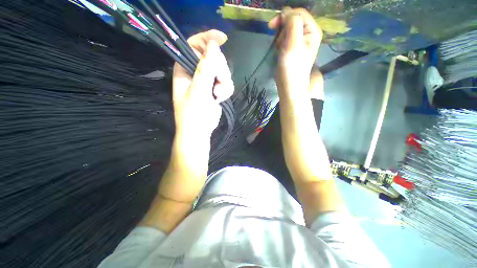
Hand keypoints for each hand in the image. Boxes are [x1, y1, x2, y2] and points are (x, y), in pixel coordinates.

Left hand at [172, 30, 233, 139]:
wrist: (200, 131)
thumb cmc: (193, 114)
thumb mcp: (198, 91)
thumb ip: (205, 69)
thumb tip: (213, 46)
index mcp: (185, 68)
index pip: (194, 45)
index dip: (207, 38)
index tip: (223, 39)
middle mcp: (196, 72)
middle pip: (213, 58)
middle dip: (219, 70)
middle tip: (217, 84)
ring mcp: (207, 81)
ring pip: (223, 71)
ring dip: (224, 83)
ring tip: (218, 95)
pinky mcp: (216, 89)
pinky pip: (226, 82)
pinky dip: (226, 90)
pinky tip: (220, 98)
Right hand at [269, 8, 321, 97]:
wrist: (289, 86)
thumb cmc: (292, 68)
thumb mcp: (294, 44)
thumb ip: (293, 24)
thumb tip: (287, 11)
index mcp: (312, 31)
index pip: (299, 13)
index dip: (285, 16)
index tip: (272, 25)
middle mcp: (307, 34)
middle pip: (291, 21)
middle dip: (282, 31)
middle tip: (280, 44)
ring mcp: (299, 42)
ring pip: (285, 31)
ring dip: (280, 39)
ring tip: (281, 51)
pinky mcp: (291, 49)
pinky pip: (283, 40)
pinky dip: (279, 45)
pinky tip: (280, 53)